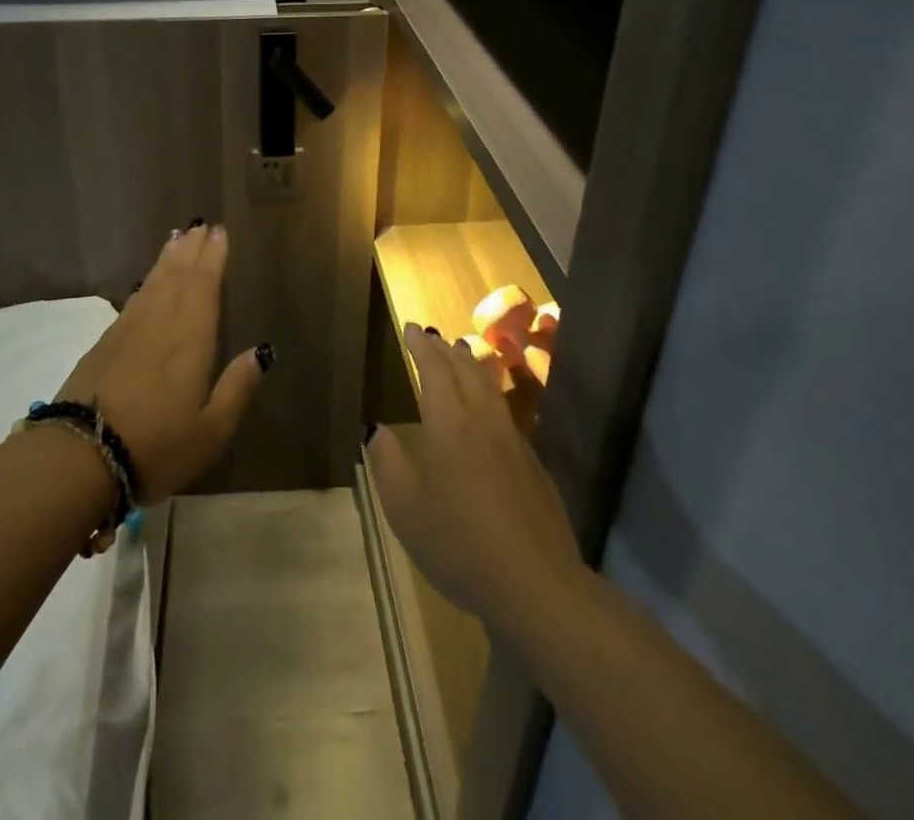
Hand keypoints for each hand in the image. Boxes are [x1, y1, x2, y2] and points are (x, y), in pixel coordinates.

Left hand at [55, 223, 266, 502]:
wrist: (81, 456)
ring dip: (167, 258)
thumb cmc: (157, 446)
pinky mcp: (105, 342)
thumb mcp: (211, 430)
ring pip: (153, 282)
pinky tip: (147, 282)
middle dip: (191, 249)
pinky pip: (134, 299)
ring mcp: (128, 330)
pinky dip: (146, 281)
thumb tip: (261, 351)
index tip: (219, 232)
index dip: (213, 257)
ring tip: (176, 238)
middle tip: (201, 226)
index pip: (204, 284)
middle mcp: (160, 322)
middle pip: (178, 275)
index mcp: (191, 337)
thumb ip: (237, 387)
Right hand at [369, 324, 586, 638]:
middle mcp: (483, 421)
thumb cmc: (459, 543)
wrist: (537, 584)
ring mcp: (513, 441)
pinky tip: (487, 410)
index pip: (434, 369)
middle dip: (445, 350)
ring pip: (490, 388)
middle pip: (465, 371)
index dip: (421, 346)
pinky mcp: (533, 465)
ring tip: (461, 354)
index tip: (411, 328)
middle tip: (432, 337)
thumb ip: (387, 463)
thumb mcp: (405, 508)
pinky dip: (489, 394)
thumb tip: (377, 429)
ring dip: (472, 365)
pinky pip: (504, 412)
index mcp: (449, 424)